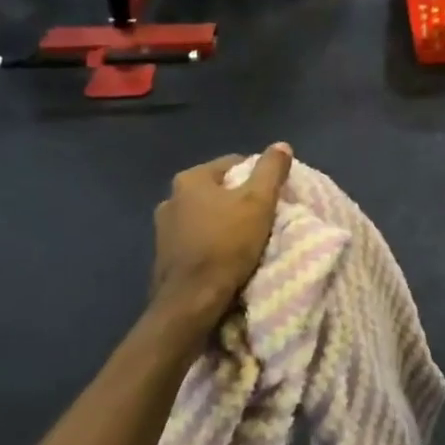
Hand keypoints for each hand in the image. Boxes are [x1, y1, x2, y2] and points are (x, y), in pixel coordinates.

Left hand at [150, 144, 293, 330]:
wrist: (192, 300)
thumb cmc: (227, 244)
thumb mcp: (259, 202)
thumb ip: (271, 170)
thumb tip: (281, 145)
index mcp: (190, 179)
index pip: (233, 163)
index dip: (259, 175)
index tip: (275, 194)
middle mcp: (170, 198)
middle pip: (218, 190)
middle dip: (240, 200)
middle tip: (264, 215)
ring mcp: (163, 229)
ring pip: (206, 215)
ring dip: (225, 222)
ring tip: (248, 238)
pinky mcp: (164, 256)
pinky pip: (196, 239)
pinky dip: (212, 242)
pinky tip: (227, 255)